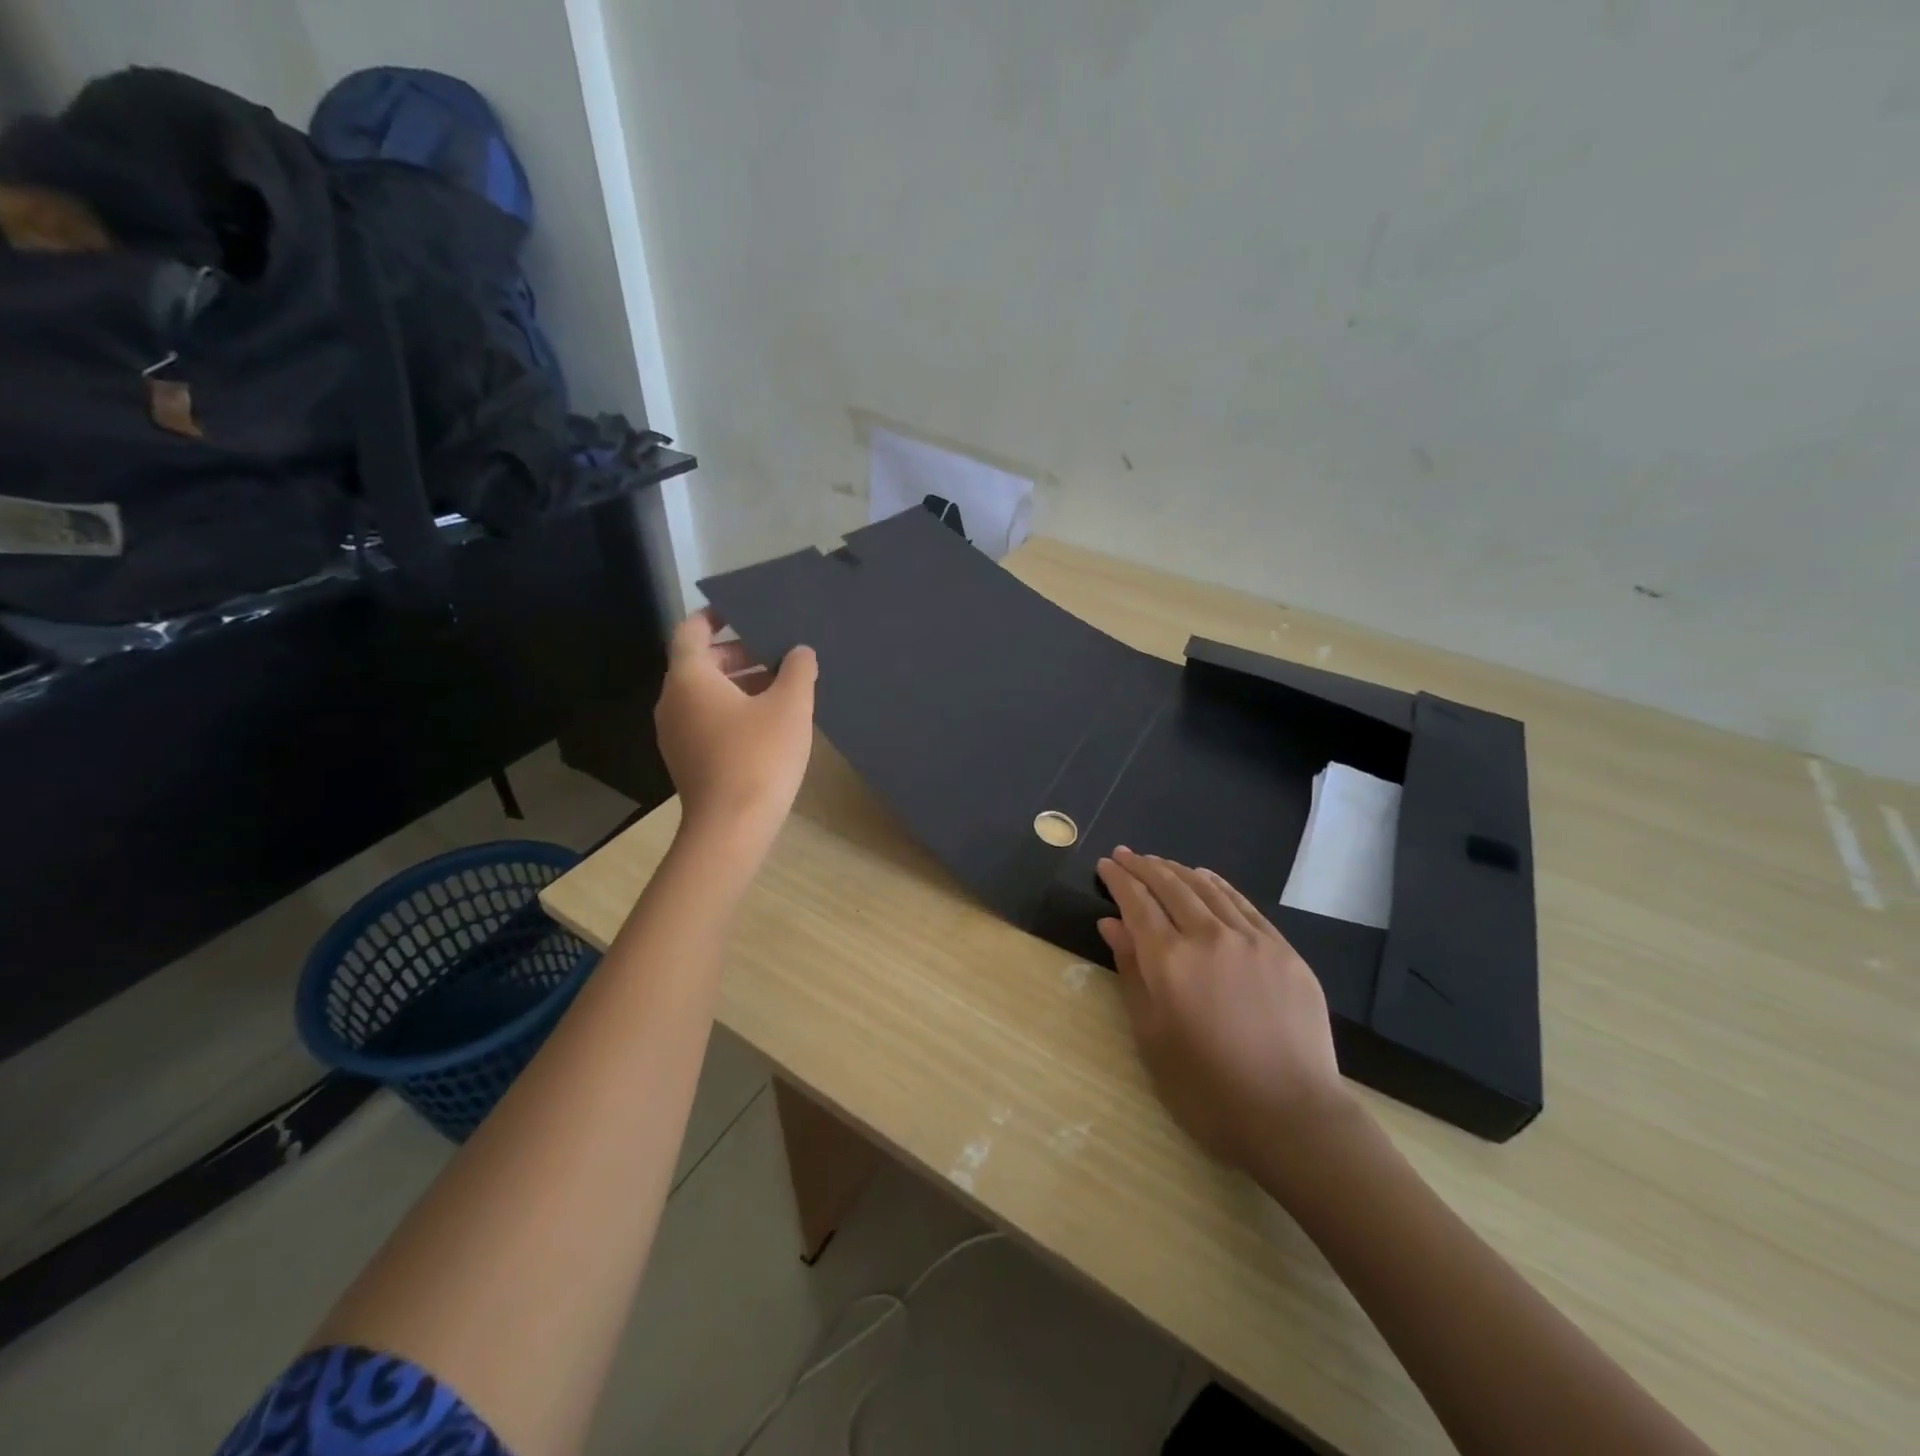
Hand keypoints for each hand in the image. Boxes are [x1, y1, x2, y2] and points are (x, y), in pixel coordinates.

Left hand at [654, 610, 816, 846]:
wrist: (731, 828)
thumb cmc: (759, 756)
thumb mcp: (790, 707)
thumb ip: (797, 670)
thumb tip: (800, 652)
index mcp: (689, 679)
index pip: (690, 631)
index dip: (714, 616)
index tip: (742, 611)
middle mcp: (673, 701)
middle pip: (699, 663)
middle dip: (738, 652)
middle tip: (776, 650)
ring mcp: (676, 734)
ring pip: (705, 694)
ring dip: (739, 683)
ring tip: (781, 685)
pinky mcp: (687, 759)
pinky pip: (707, 719)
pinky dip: (732, 710)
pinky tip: (768, 722)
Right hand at [1096, 848, 1354, 1172]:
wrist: (1291, 1115)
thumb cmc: (1205, 1087)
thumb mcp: (1151, 1035)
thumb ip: (1131, 972)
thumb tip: (1111, 924)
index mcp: (1169, 960)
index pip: (1136, 902)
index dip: (1118, 879)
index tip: (1105, 864)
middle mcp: (1208, 936)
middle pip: (1170, 886)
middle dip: (1143, 866)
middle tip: (1125, 855)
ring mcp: (1251, 939)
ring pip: (1206, 888)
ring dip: (1177, 870)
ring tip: (1159, 862)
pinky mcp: (1283, 950)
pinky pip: (1243, 904)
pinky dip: (1218, 886)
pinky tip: (1206, 879)